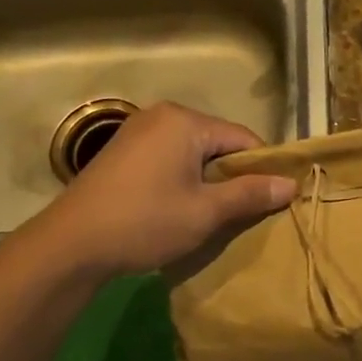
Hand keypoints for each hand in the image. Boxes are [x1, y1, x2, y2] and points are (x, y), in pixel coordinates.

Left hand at [12, 103, 295, 278]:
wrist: (69, 245)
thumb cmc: (144, 222)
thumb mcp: (205, 212)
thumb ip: (250, 194)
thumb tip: (291, 184)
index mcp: (185, 121)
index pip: (243, 138)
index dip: (262, 169)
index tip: (270, 200)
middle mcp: (162, 115)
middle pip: (217, 142)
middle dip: (232, 175)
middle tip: (241, 212)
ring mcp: (137, 131)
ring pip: (192, 152)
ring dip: (206, 179)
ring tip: (210, 214)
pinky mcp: (121, 150)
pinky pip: (168, 157)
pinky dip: (182, 178)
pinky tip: (178, 207)